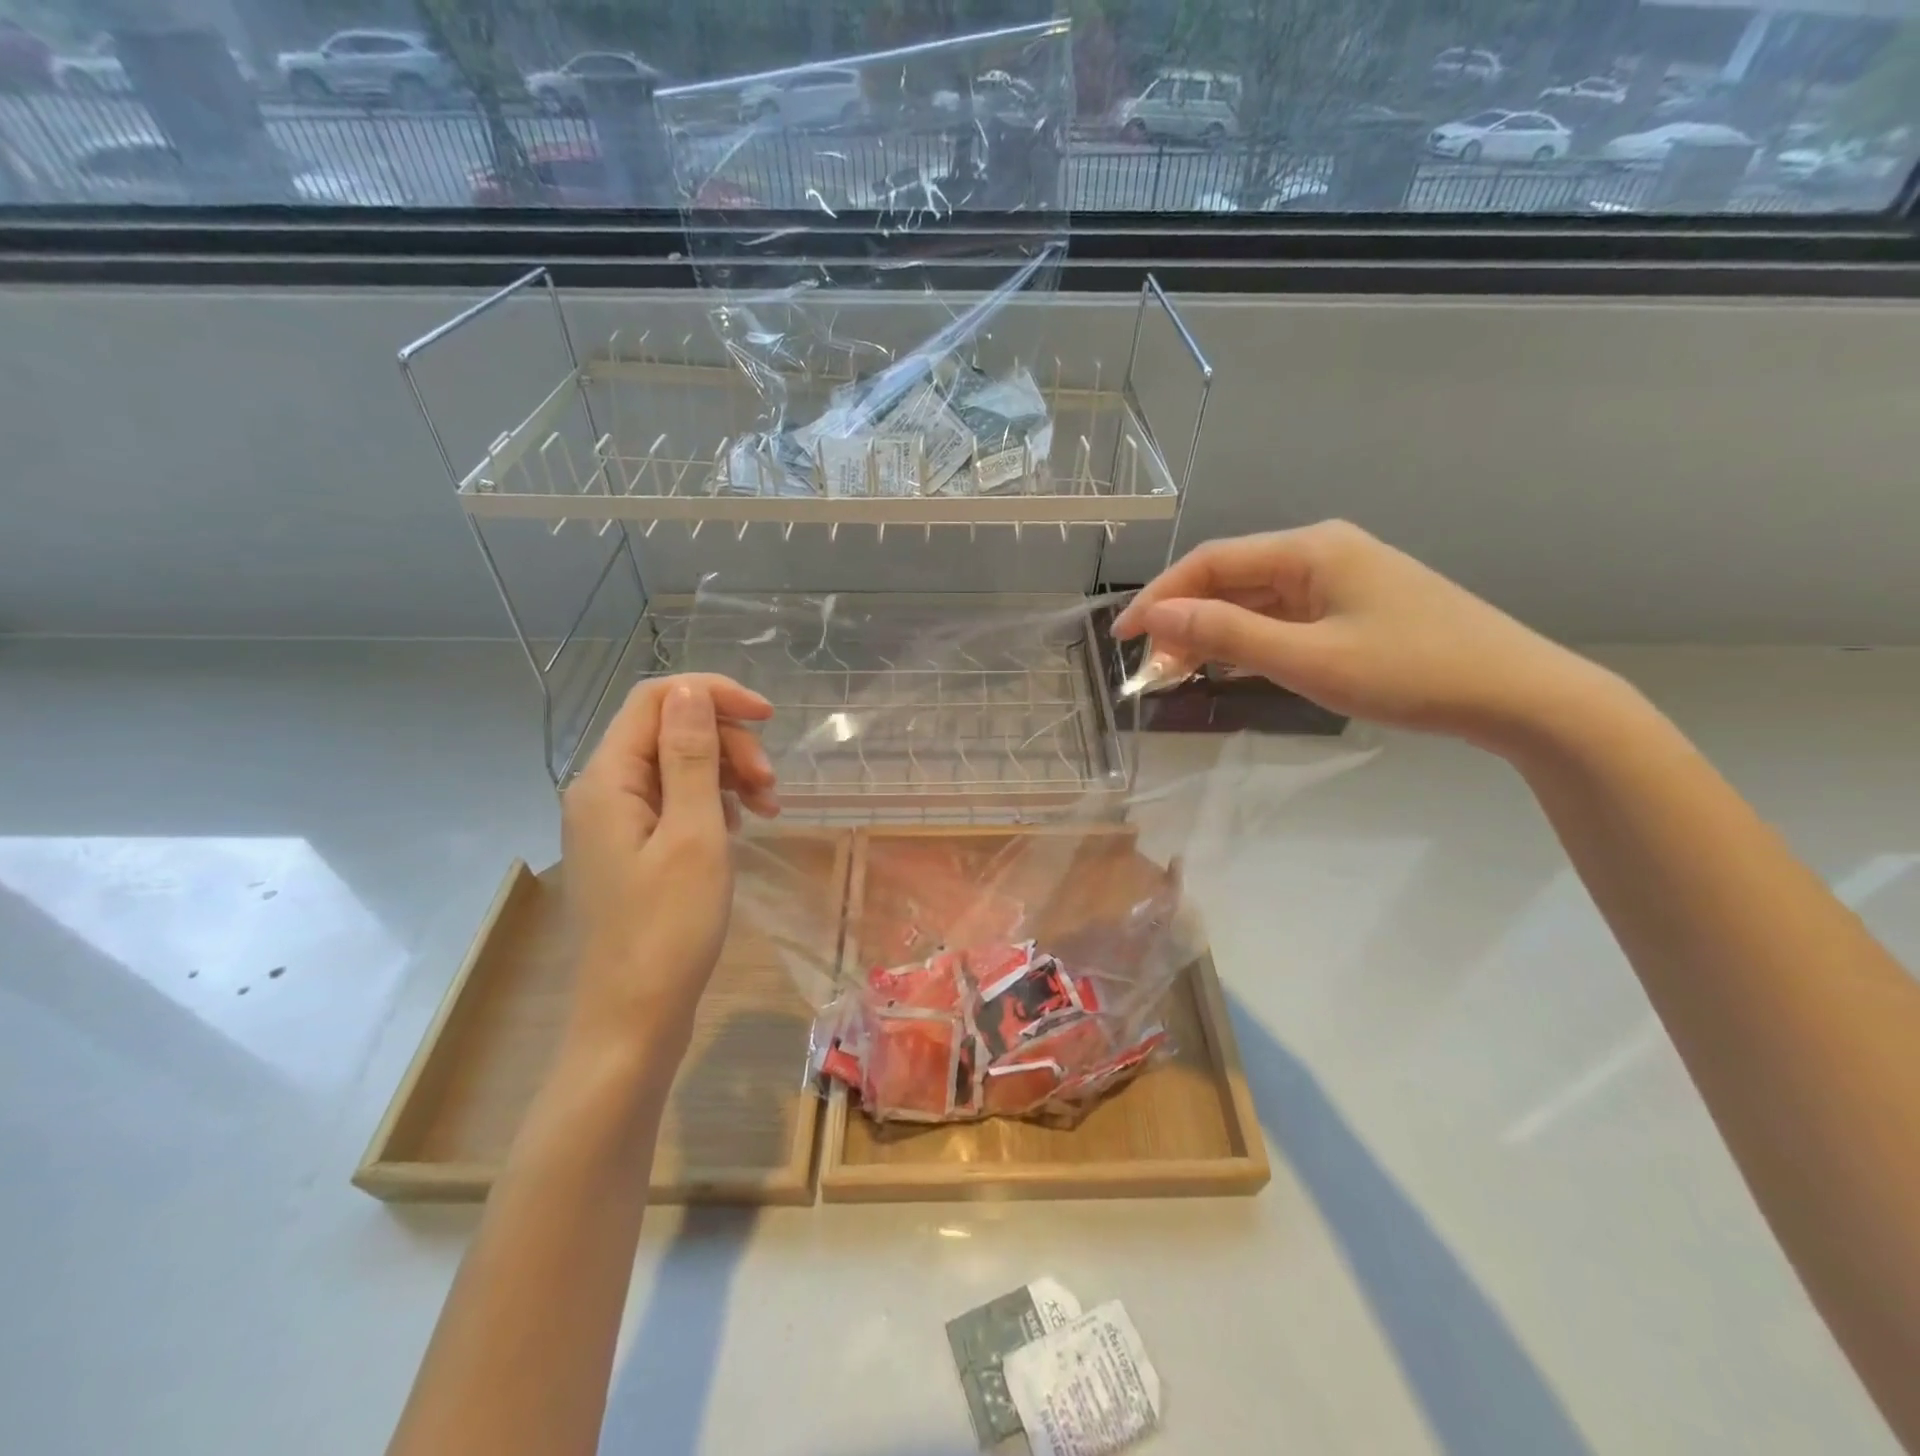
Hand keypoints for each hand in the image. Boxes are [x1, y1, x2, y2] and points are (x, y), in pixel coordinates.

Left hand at [560, 675, 777, 1054]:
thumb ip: (691, 756)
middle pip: (669, 730)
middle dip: (728, 743)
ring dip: (728, 774)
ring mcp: (615, 822)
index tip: (769, 717)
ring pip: (677, 765)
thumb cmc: (668, 928)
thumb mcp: (694, 834)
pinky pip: (675, 801)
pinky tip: (739, 827)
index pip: (656, 699)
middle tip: (772, 786)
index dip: (714, 695)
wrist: (633, 1020)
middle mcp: (602, 790)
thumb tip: (689, 689)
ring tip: (768, 809)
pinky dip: (714, 803)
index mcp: (607, 779)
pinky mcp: (632, 848)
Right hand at [1112, 521, 1590, 751]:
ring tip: (1180, 670)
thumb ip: (1228, 634)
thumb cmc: (1410, 672)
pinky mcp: (1355, 607)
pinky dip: (1249, 639)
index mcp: (1310, 549)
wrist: (1518, 693)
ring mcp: (1342, 579)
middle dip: (1185, 617)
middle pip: (1232, 578)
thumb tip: (1157, 616)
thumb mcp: (1308, 658)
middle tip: (1152, 665)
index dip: (1160, 596)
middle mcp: (1322, 552)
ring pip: (1256, 599)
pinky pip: (1284, 616)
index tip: (1123, 636)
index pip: (1212, 561)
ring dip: (1214, 631)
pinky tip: (1231, 664)